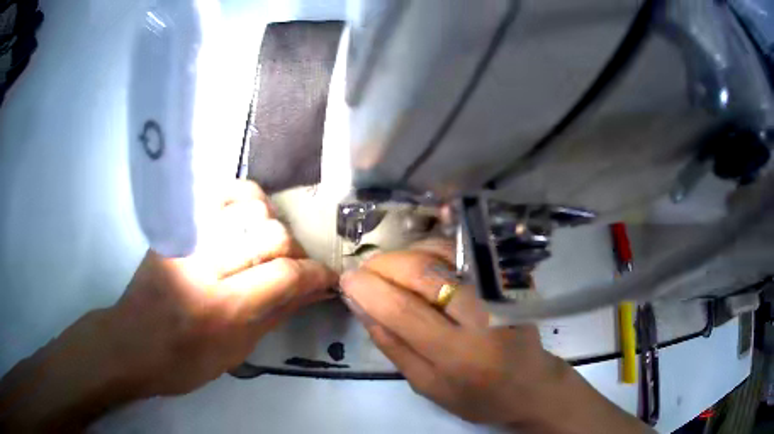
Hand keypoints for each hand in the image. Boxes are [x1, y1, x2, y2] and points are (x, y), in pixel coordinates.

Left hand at [107, 181, 336, 396]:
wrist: (132, 343)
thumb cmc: (185, 362)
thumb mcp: (237, 351)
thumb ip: (277, 313)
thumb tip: (316, 290)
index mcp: (222, 307)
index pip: (285, 275)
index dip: (316, 274)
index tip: (327, 278)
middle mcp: (205, 263)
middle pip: (272, 235)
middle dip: (295, 252)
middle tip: (293, 270)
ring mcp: (187, 237)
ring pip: (250, 207)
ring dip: (271, 226)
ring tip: (268, 246)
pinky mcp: (176, 225)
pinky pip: (220, 195)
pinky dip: (244, 202)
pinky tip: (247, 222)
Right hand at [340, 239, 651, 432]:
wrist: (532, 385)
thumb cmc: (478, 396)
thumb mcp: (428, 386)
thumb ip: (393, 347)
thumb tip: (361, 306)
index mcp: (458, 356)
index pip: (403, 311)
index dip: (369, 290)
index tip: (346, 280)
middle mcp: (481, 317)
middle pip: (423, 273)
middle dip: (383, 265)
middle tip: (363, 272)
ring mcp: (498, 292)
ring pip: (442, 254)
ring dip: (404, 254)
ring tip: (385, 269)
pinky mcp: (506, 280)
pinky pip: (462, 252)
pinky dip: (430, 249)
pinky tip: (415, 262)